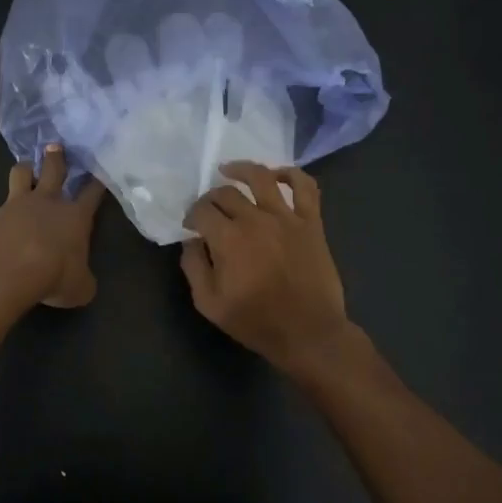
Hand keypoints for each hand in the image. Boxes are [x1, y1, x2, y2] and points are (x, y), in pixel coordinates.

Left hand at [0, 145, 106, 309]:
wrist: (4, 270)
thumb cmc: (53, 276)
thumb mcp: (79, 288)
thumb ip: (83, 280)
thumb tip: (82, 281)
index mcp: (75, 216)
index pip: (91, 193)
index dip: (96, 183)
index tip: (99, 171)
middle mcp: (48, 202)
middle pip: (54, 169)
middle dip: (56, 157)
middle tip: (55, 146)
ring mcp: (16, 204)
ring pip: (21, 174)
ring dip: (25, 169)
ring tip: (26, 168)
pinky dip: (2, 211)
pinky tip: (0, 222)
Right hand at [180, 161, 354, 373]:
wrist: (309, 333)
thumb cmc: (256, 322)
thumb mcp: (209, 304)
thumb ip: (194, 267)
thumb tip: (191, 241)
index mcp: (228, 239)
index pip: (201, 211)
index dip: (191, 216)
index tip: (190, 227)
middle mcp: (255, 219)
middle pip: (226, 193)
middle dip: (210, 197)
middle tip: (208, 209)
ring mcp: (287, 217)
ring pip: (261, 177)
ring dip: (241, 169)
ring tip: (229, 169)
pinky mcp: (311, 222)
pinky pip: (304, 187)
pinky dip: (290, 174)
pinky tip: (277, 175)